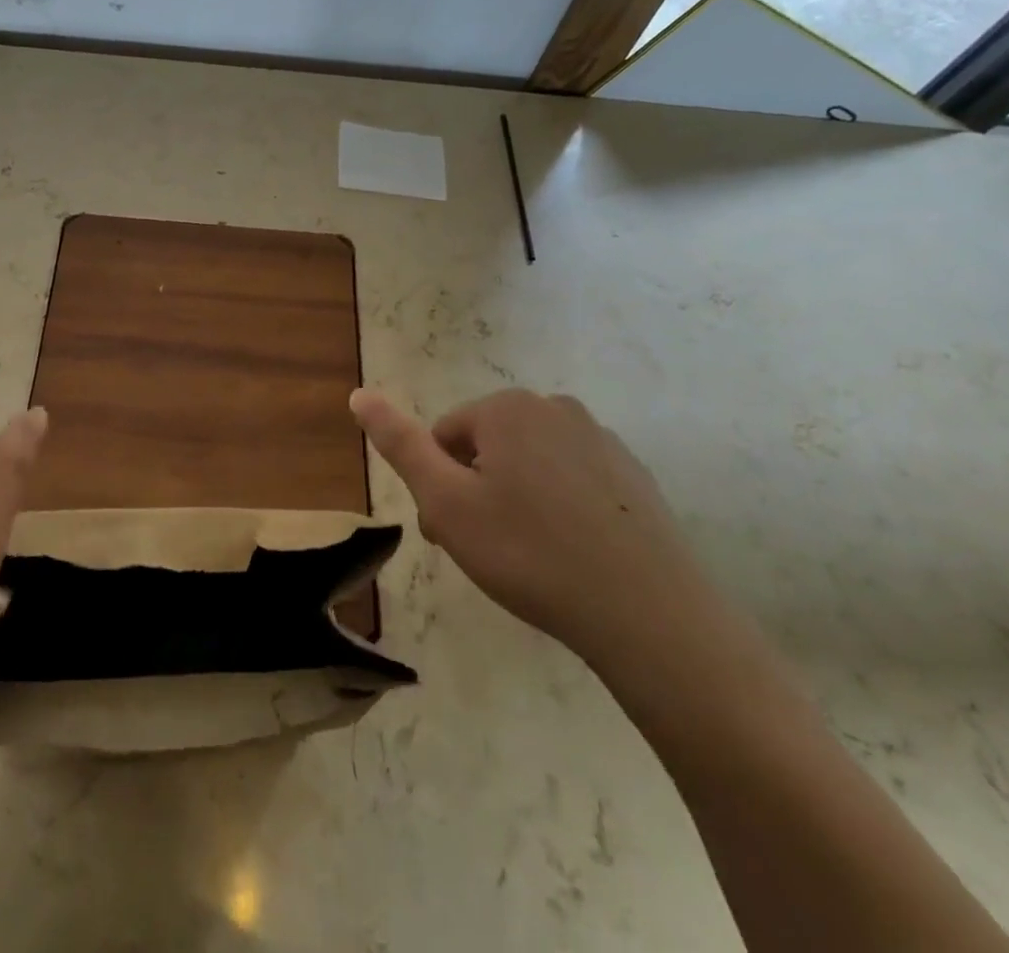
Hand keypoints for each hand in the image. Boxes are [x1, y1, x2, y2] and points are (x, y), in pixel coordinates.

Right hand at [350, 387, 712, 668]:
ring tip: (528, 557)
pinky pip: (573, 481)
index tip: (450, 535)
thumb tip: (358, 393)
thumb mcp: (446, 502)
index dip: (438, 486)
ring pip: (530, 464)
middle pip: (488, 447)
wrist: (649, 615)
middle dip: (475, 491)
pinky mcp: (633, 475)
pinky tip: (570, 554)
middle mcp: (555, 408)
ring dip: (515, 499)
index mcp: (507, 409)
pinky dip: (559, 509)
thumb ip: (400, 444)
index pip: (444, 436)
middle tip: (485, 550)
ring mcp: (601, 440)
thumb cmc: (530, 553)